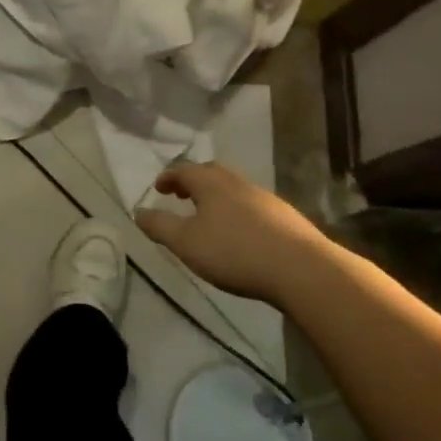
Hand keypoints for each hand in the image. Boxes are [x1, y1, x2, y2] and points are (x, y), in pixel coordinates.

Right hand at [135, 161, 327, 302]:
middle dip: (193, 181)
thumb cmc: (234, 252)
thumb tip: (138, 212)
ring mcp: (265, 198)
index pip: (183, 170)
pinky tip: (240, 233)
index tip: (159, 188)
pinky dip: (238, 211)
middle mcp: (237, 182)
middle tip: (182, 195)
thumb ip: (159, 226)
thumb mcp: (185, 242)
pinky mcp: (286, 217)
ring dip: (217, 197)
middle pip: (211, 173)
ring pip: (234, 189)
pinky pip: (252, 206)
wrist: (302, 269)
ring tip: (209, 216)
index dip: (168, 177)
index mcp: (211, 183)